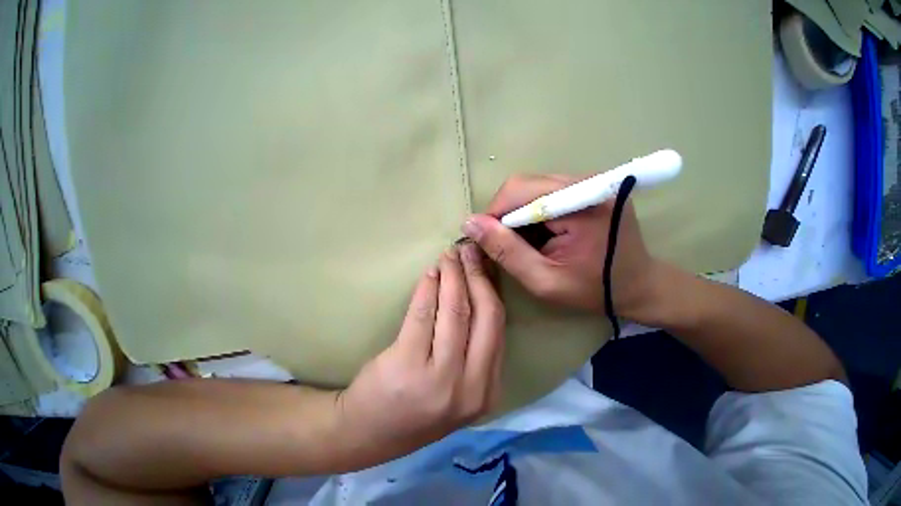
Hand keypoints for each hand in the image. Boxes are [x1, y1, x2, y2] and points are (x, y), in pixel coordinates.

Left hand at [336, 244, 504, 461]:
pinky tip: (430, 274)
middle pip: (483, 314)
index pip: (498, 325)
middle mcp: (470, 387)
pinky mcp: (406, 366)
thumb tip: (478, 289)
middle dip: (476, 275)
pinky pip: (423, 314)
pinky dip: (428, 288)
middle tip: (467, 250)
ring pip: (455, 310)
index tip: (483, 263)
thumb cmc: (417, 403)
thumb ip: (473, 346)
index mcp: (487, 389)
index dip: (490, 287)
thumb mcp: (457, 382)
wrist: (368, 433)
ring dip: (452, 276)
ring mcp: (438, 379)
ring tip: (448, 256)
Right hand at [461, 174, 660, 322]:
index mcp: (581, 202)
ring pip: (528, 188)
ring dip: (516, 216)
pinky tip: (538, 234)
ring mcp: (586, 182)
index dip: (494, 216)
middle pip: (522, 186)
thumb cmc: (593, 289)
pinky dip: (530, 214)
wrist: (638, 285)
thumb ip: (505, 251)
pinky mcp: (583, 187)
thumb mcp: (542, 280)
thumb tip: (470, 223)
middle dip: (504, 216)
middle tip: (507, 246)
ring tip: (526, 243)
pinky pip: (541, 193)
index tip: (488, 242)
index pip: (518, 192)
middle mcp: (585, 181)